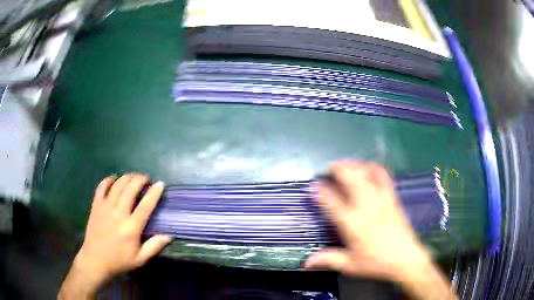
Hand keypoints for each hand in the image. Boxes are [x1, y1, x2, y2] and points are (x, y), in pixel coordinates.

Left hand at [59, 174, 170, 298]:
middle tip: (145, 178)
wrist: (95, 260)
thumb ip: (154, 246)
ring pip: (117, 185)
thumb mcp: (140, 259)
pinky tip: (114, 179)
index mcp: (131, 228)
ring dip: (127, 177)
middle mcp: (118, 213)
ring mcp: (105, 207)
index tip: (160, 184)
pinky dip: (108, 180)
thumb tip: (169, 235)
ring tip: (133, 177)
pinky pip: (101, 187)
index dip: (154, 193)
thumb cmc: (119, 260)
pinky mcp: (96, 205)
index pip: (145, 206)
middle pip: (130, 189)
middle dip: (140, 179)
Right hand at [305, 161, 455, 299]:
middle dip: (339, 169)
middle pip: (351, 178)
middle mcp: (366, 206)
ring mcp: (381, 199)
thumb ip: (328, 259)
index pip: (332, 201)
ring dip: (355, 165)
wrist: (406, 259)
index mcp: (352, 223)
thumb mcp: (350, 265)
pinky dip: (374, 168)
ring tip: (348, 164)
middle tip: (331, 167)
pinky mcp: (392, 197)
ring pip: (367, 173)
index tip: (314, 185)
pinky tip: (369, 168)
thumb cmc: (376, 263)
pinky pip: (383, 176)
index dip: (320, 191)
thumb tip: (306, 262)